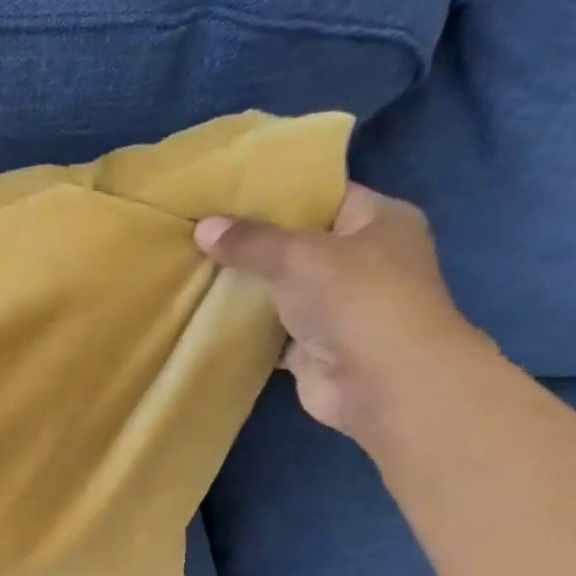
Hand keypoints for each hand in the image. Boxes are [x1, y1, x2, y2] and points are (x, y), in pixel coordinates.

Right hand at [194, 184, 492, 442]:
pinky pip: (271, 330)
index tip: (229, 193)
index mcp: (379, 222)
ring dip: (246, 287)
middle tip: (201, 231)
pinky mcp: (315, 347)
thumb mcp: (297, 255)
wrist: (380, 382)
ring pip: (282, 290)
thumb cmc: (354, 298)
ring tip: (194, 268)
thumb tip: (203, 228)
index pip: (325, 195)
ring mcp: (339, 307)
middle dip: (253, 243)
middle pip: (299, 244)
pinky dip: (244, 328)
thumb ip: (249, 242)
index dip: (279, 193)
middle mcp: (364, 261)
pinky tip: (206, 314)